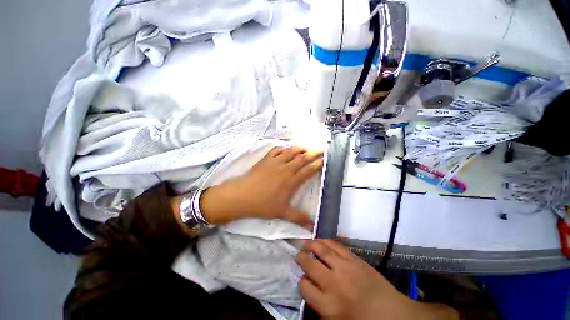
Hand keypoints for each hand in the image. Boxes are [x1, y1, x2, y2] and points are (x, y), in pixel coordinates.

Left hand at [199, 146, 323, 227]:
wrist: (242, 196)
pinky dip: (283, 148)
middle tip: (321, 149)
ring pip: (291, 151)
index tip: (324, 159)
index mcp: (291, 181)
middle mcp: (286, 169)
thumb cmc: (262, 204)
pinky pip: (277, 150)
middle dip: (313, 153)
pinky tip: (286, 148)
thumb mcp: (282, 213)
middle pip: (302, 158)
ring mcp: (275, 162)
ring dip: (300, 148)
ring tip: (306, 147)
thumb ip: (298, 218)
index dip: (317, 164)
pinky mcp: (266, 159)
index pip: (308, 170)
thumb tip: (312, 227)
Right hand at [296, 240, 458, 319]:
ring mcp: (345, 268)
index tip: (303, 279)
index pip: (304, 287)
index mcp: (328, 305)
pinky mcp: (355, 260)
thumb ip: (320, 307)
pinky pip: (337, 246)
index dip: (301, 282)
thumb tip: (309, 289)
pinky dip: (326, 241)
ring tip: (304, 242)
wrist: (392, 315)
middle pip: (310, 265)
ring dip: (311, 245)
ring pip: (322, 250)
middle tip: (297, 254)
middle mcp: (333, 283)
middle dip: (301, 258)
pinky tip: (321, 240)